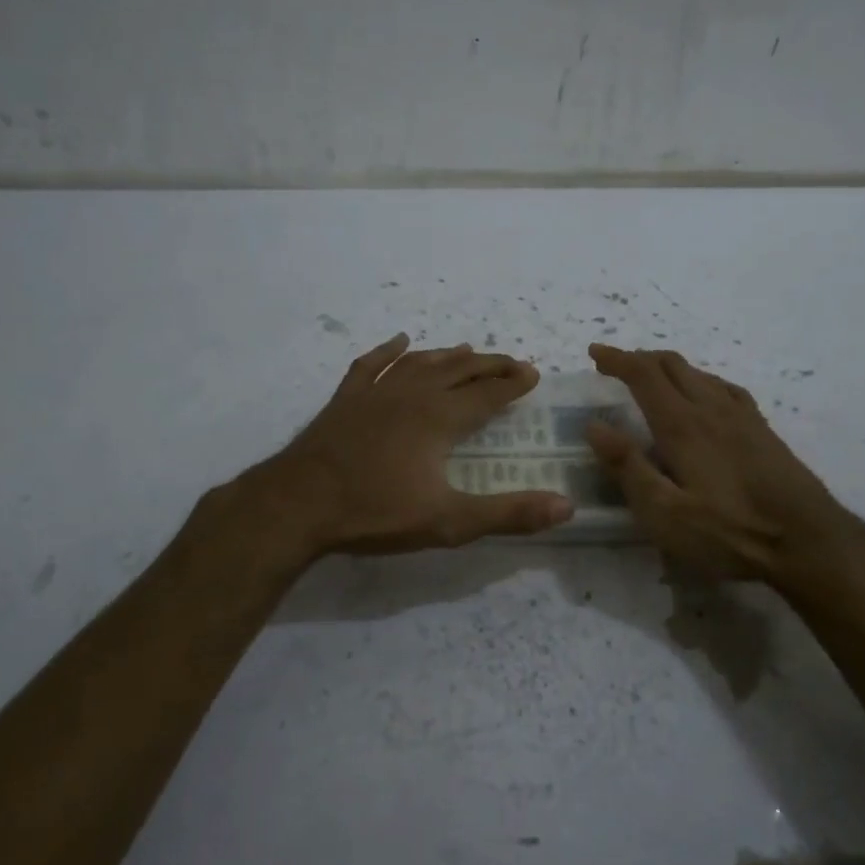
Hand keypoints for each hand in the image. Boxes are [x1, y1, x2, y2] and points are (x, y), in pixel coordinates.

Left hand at [227, 333, 572, 557]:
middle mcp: (412, 395)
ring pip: (420, 363)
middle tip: (513, 361)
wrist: (297, 504)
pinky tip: (399, 342)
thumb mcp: (448, 521)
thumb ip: (507, 514)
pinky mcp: (345, 400)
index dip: (513, 383)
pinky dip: (388, 351)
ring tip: (468, 350)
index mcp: (439, 418)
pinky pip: (371, 365)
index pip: (487, 393)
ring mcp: (375, 393)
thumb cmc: (374, 512)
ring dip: (448, 355)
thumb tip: (566, 507)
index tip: (533, 374)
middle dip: (490, 364)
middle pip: (458, 370)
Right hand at [583, 343, 863, 583]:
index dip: (617, 359)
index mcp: (683, 425)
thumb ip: (628, 468)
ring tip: (650, 378)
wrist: (808, 541)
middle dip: (639, 358)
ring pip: (699, 373)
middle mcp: (711, 409)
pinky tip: (704, 394)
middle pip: (672, 365)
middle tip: (615, 365)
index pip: (644, 375)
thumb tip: (595, 425)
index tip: (594, 353)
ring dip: (668, 367)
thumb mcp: (665, 513)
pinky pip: (724, 387)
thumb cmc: (730, 532)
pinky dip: (700, 379)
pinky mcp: (762, 429)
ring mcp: (742, 416)